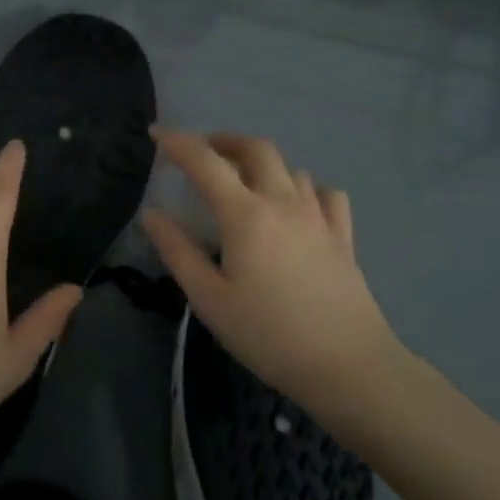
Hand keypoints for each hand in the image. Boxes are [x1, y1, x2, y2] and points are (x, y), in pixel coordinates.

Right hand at [141, 129, 406, 422]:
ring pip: (289, 168)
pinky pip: (323, 193)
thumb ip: (178, 251)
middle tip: (203, 152)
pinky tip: (296, 205)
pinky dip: (303, 187)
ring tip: (244, 182)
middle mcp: (283, 202)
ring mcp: (318, 215)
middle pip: (255, 149)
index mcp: (245, 214)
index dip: (177, 142)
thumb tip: (151, 214)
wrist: (348, 366)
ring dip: (261, 164)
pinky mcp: (342, 235)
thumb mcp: (209, 299)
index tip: (156, 133)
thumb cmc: (268, 334)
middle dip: (224, 141)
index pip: (205, 161)